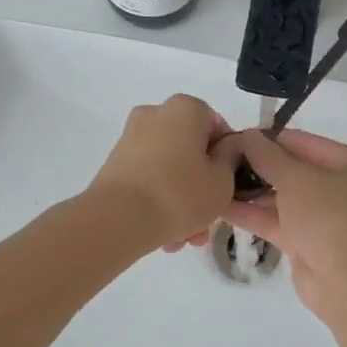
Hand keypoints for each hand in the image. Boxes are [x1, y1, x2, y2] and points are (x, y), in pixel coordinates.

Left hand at [89, 95, 240, 251]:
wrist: (117, 219)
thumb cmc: (180, 194)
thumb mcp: (223, 180)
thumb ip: (231, 158)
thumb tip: (226, 148)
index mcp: (185, 108)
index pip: (217, 127)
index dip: (227, 159)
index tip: (228, 187)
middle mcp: (156, 114)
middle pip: (191, 151)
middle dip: (201, 188)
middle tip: (206, 222)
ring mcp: (132, 138)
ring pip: (170, 169)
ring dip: (181, 201)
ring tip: (184, 239)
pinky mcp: (115, 163)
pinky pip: (149, 178)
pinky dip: (159, 200)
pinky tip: (165, 235)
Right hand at [225, 130, 346, 319]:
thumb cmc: (329, 217)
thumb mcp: (296, 179)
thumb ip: (267, 156)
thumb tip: (246, 136)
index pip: (304, 143)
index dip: (269, 139)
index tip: (235, 137)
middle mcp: (343, 188)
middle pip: (294, 170)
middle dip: (259, 167)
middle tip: (222, 159)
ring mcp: (326, 218)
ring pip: (284, 198)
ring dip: (252, 191)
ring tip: (216, 180)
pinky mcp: (309, 244)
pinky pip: (278, 221)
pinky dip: (253, 214)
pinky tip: (221, 206)